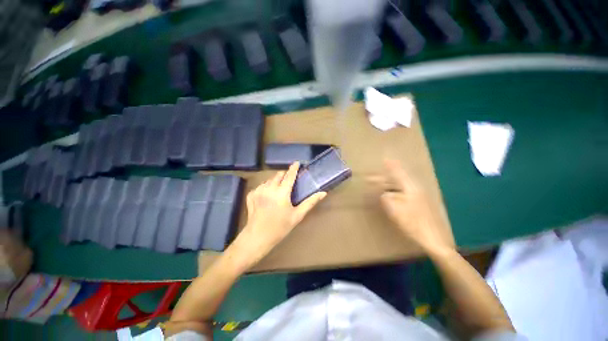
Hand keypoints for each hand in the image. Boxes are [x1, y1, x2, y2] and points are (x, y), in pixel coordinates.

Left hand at [228, 162, 325, 268]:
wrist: (258, 237)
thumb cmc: (280, 227)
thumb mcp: (297, 215)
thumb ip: (310, 202)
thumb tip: (323, 193)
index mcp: (282, 193)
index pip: (289, 175)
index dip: (294, 168)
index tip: (297, 162)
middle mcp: (269, 188)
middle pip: (278, 175)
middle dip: (284, 175)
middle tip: (288, 181)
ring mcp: (258, 190)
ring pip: (269, 180)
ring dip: (275, 181)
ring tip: (278, 190)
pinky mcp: (251, 194)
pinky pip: (261, 186)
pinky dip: (266, 187)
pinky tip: (267, 196)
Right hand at [370, 159, 453, 253]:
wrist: (433, 240)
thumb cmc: (414, 223)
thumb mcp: (396, 210)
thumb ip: (387, 199)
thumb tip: (383, 194)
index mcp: (411, 188)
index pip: (399, 173)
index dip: (391, 166)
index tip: (385, 158)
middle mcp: (416, 189)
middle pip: (399, 179)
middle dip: (385, 177)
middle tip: (372, 178)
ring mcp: (419, 197)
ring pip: (401, 186)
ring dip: (389, 184)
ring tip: (379, 184)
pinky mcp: (419, 204)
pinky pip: (404, 192)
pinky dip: (395, 191)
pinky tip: (390, 195)